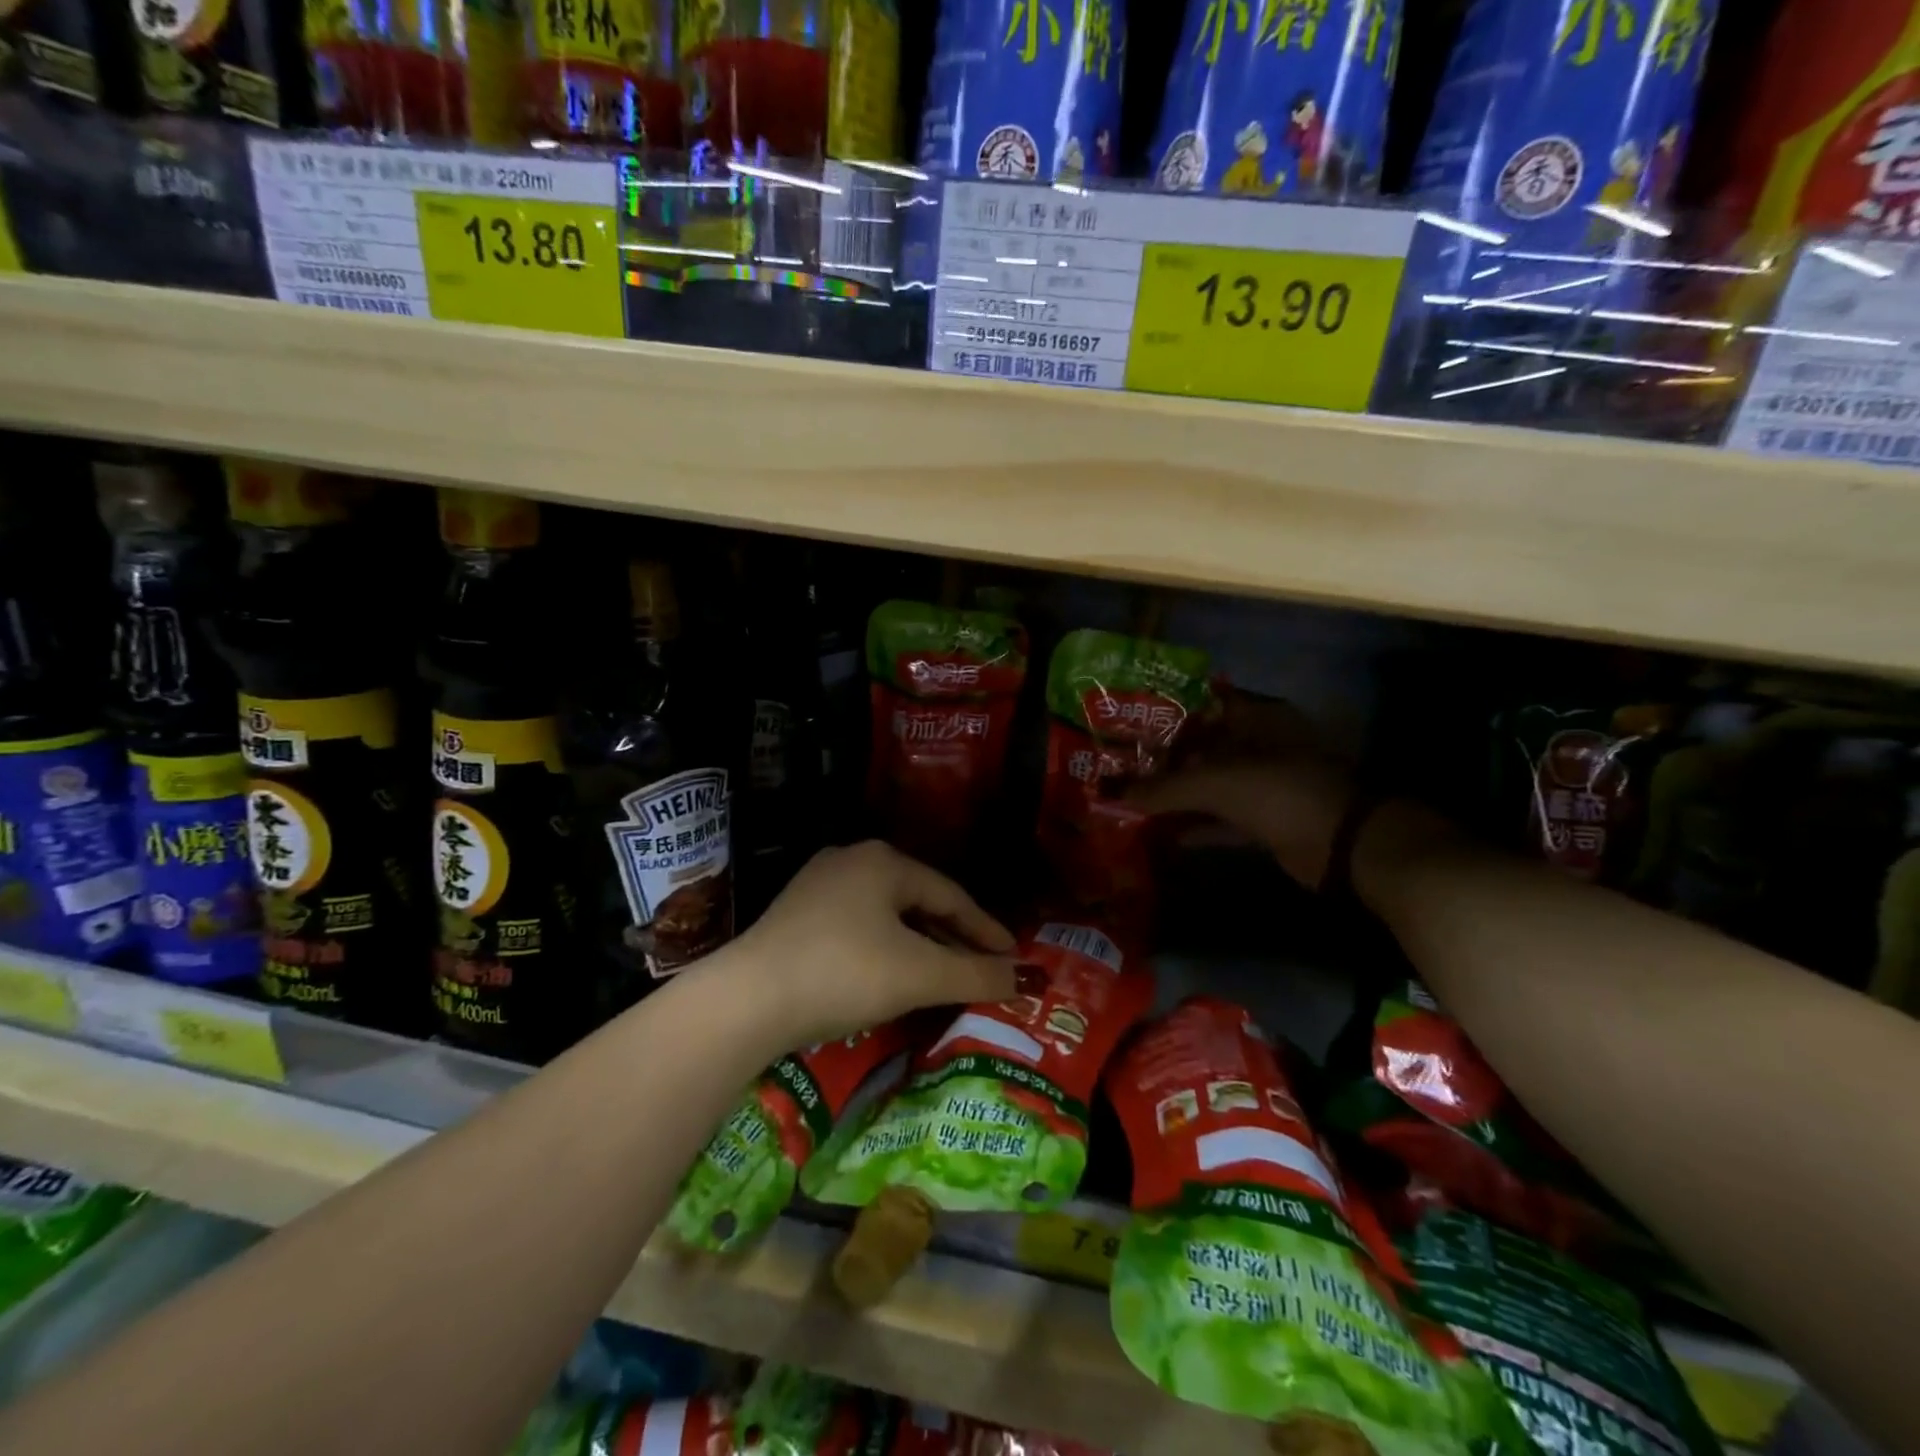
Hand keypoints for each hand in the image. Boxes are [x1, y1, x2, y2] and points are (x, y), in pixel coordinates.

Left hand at [732, 841, 1017, 1045]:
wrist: (747, 1001)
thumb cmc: (843, 973)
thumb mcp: (918, 975)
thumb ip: (976, 975)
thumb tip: (1025, 980)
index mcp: (884, 861)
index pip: (950, 895)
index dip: (985, 929)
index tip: (1012, 957)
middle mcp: (851, 860)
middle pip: (918, 902)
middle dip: (953, 939)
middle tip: (983, 968)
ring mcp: (818, 886)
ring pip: (887, 916)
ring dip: (920, 946)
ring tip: (944, 975)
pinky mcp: (795, 915)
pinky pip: (858, 928)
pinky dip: (886, 950)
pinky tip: (892, 975)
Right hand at [1132, 694, 1356, 888]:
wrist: (1342, 843)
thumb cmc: (1277, 791)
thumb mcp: (1213, 783)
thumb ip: (1162, 788)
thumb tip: (1113, 794)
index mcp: (1255, 717)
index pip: (1202, 704)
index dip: (1165, 712)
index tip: (1128, 722)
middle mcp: (1260, 744)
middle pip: (1202, 746)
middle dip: (1164, 758)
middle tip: (1121, 765)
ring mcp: (1265, 783)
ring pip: (1211, 784)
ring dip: (1177, 794)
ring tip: (1132, 799)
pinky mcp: (1267, 818)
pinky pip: (1222, 817)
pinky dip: (1196, 825)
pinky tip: (1163, 833)